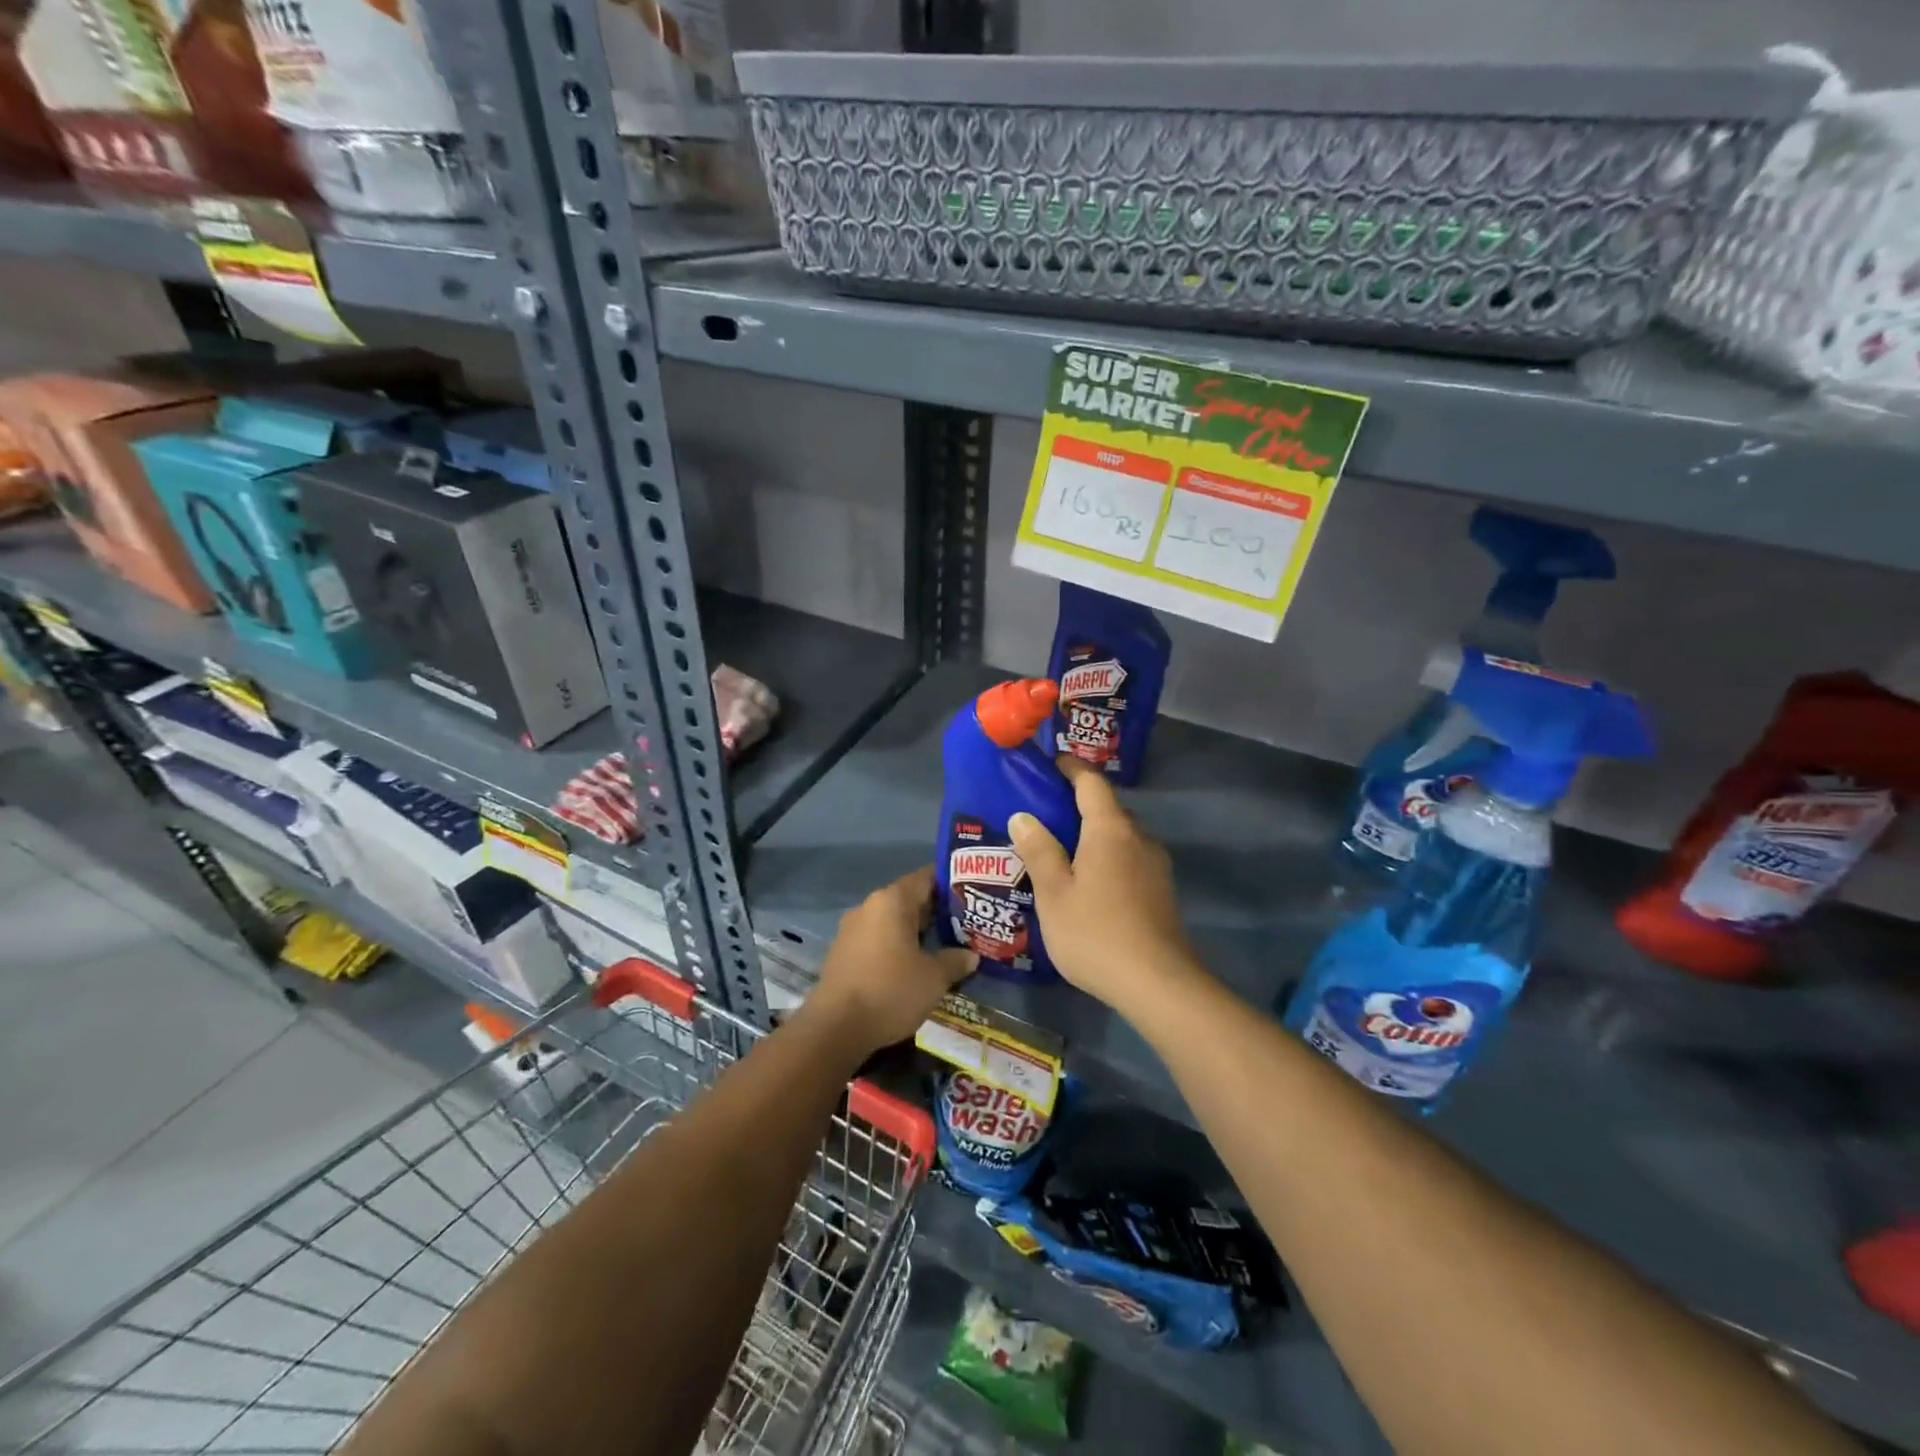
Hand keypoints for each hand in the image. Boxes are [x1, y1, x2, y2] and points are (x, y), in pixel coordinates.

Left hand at [808, 867, 976, 1054]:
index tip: (972, 895)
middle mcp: (869, 906)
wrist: (835, 1028)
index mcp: (892, 901)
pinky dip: (896, 946)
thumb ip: (955, 961)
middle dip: (936, 912)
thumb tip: (971, 955)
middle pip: (909, 899)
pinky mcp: (842, 952)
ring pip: (892, 921)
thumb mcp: (934, 978)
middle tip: (965, 924)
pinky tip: (913, 966)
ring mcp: (852, 929)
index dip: (951, 884)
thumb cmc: (891, 991)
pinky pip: (877, 939)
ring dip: (915, 932)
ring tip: (943, 946)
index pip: (926, 878)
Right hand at [1010, 757, 1200, 1011]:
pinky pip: (1129, 859)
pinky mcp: (1161, 891)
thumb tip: (1023, 816)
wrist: (1158, 984)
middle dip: (1079, 804)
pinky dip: (1106, 858)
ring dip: (1093, 835)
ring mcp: (1155, 866)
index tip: (1052, 762)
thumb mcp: (1054, 893)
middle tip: (1044, 813)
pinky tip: (1088, 881)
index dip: (1071, 768)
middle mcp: (1139, 838)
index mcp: (1110, 830)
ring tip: (1061, 849)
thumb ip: (1039, 851)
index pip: (1091, 783)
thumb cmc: (1096, 933)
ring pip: (1120, 836)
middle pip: (1108, 808)